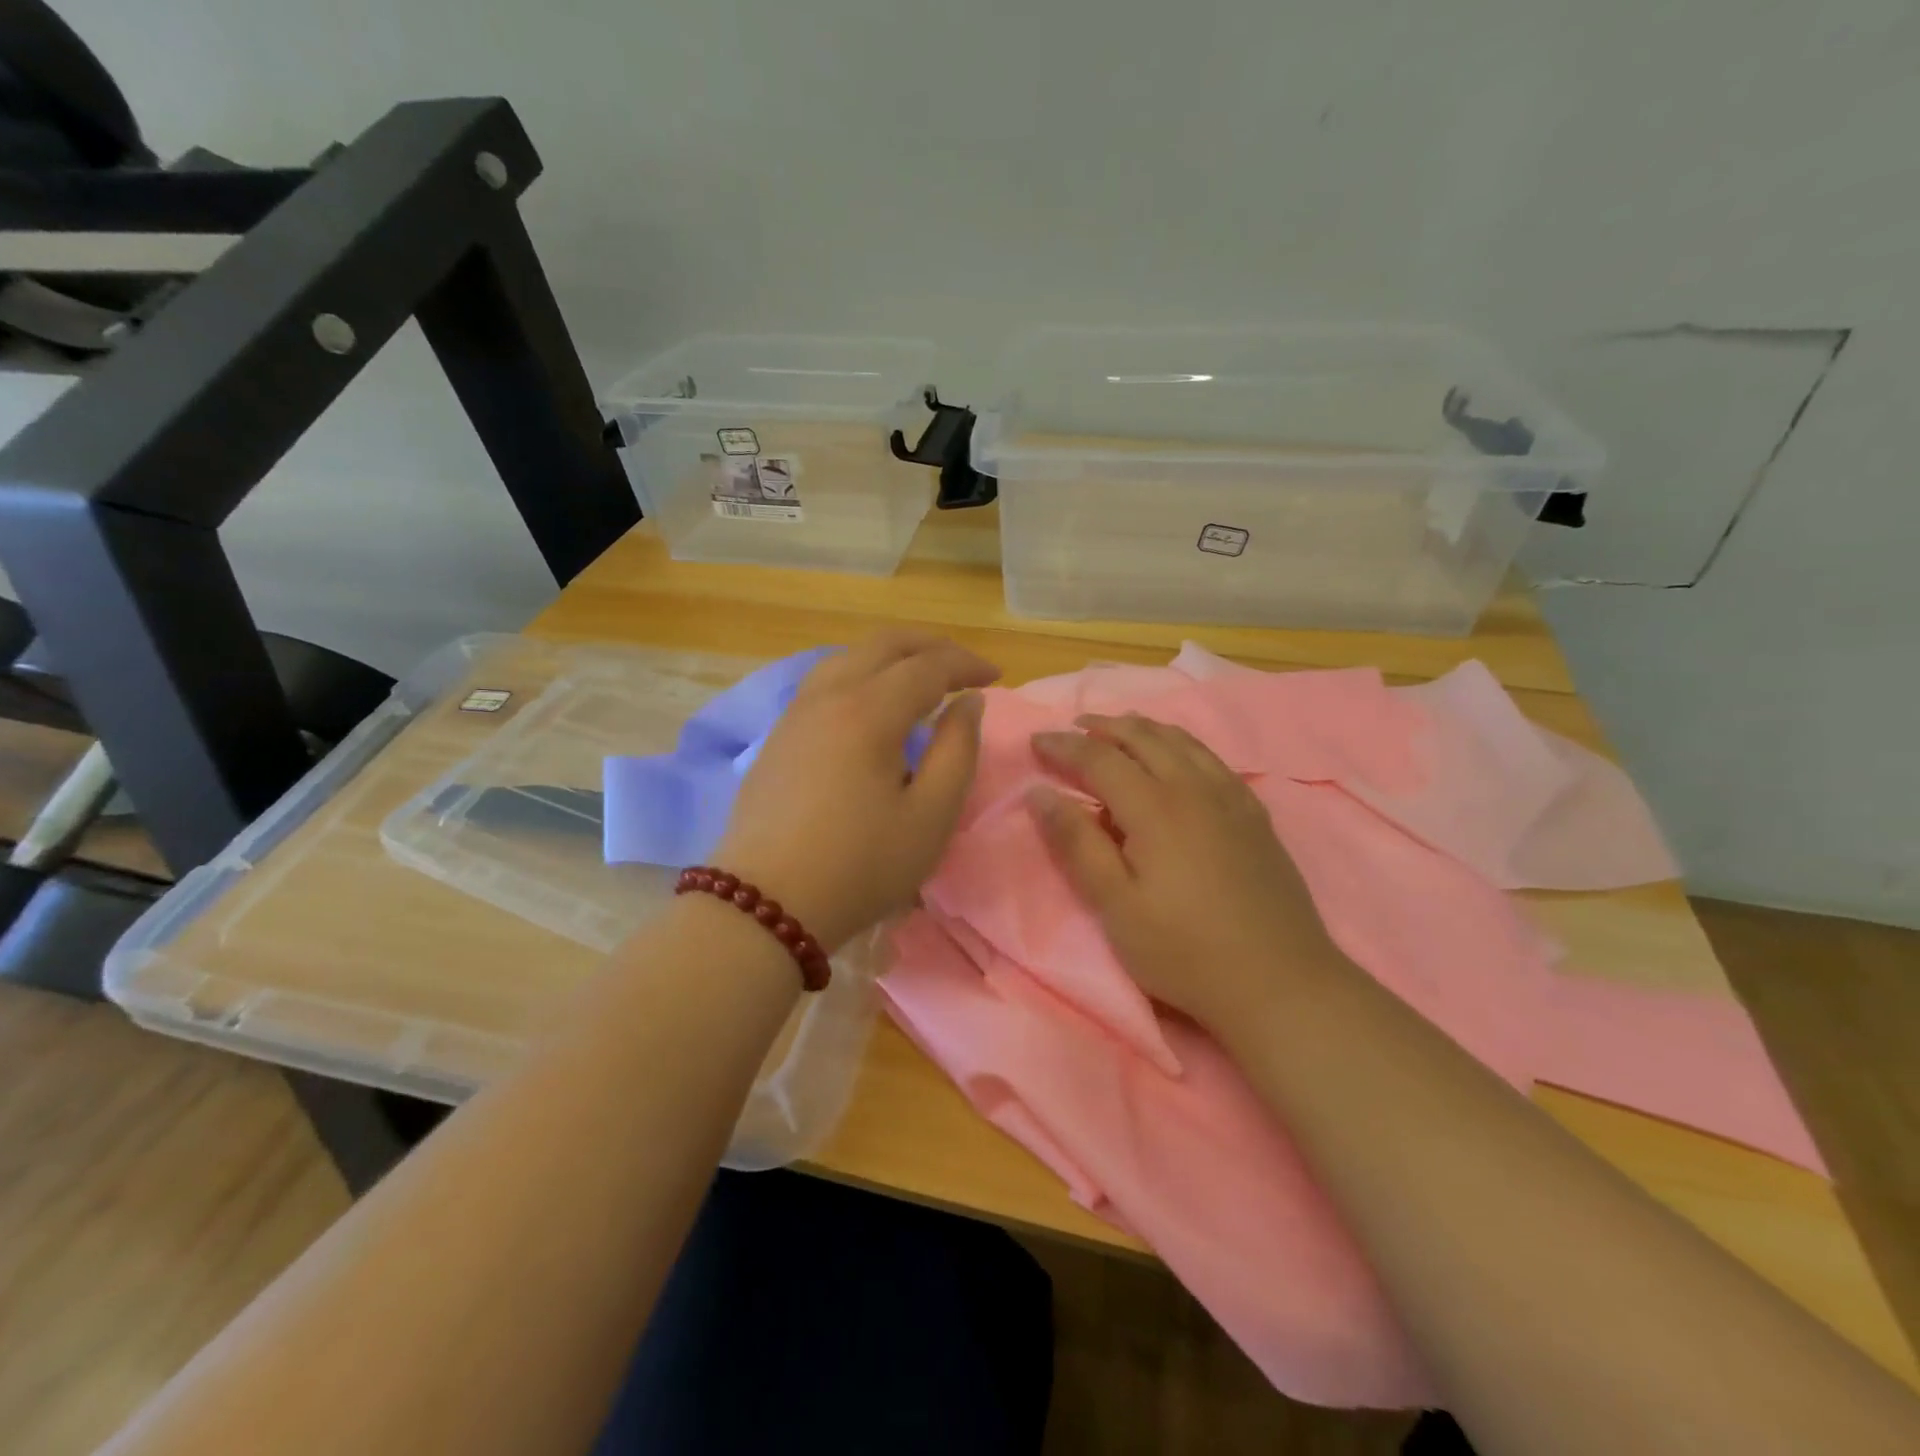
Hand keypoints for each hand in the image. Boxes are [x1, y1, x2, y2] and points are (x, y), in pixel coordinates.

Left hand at [714, 631, 999, 950]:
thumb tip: (968, 703)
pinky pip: (825, 681)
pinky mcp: (778, 736)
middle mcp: (828, 696)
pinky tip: (872, 702)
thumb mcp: (930, 817)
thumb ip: (957, 751)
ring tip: (921, 677)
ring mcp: (796, 714)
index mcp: (869, 711)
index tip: (996, 677)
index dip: (966, 664)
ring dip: (892, 656)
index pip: (927, 665)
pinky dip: (862, 673)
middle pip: (883, 645)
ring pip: (848, 657)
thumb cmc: (859, 866)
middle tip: (963, 666)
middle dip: (930, 646)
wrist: (765, 905)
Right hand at [1029, 714, 1339, 1030]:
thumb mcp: (1116, 906)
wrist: (1280, 982)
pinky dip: (1182, 744)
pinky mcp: (1254, 815)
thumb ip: (1077, 844)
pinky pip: (1212, 759)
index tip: (1035, 741)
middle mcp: (1194, 788)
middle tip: (1073, 727)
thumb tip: (1040, 793)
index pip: (1100, 758)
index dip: (1064, 746)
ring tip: (1119, 729)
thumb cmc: (1184, 951)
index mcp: (1155, 807)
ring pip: (1182, 742)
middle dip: (1103, 727)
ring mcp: (1231, 799)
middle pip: (1143, 738)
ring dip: (1143, 729)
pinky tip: (1179, 757)